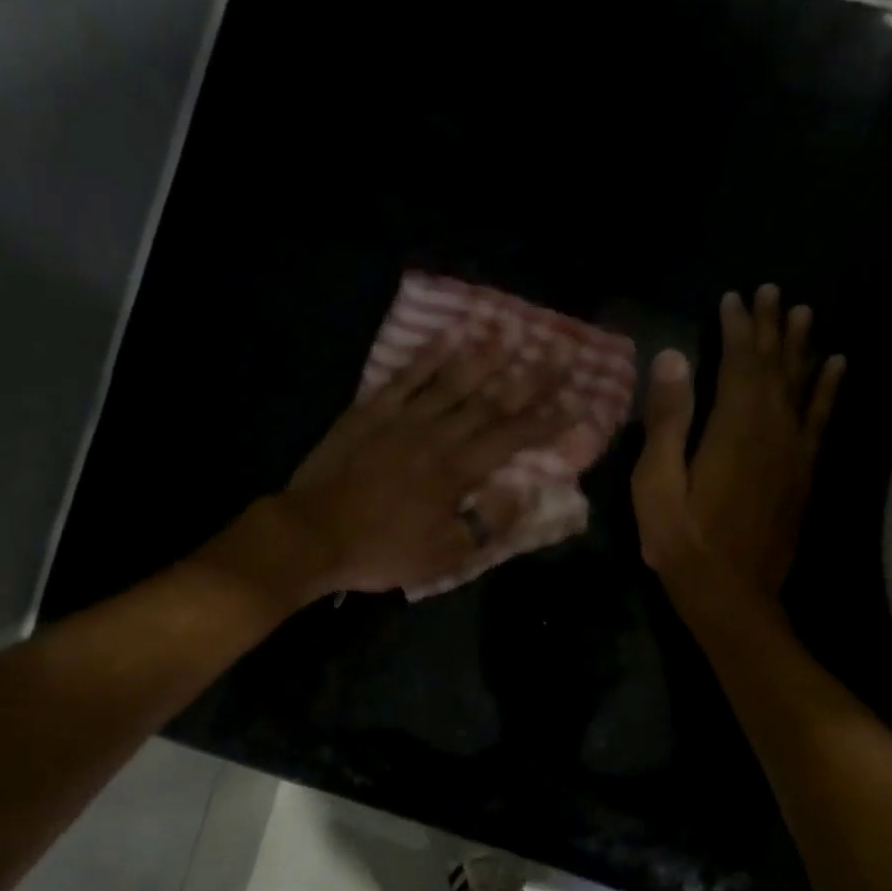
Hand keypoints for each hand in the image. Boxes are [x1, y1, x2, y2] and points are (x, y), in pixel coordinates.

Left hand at [265, 326, 572, 597]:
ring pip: (451, 380)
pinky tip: (448, 337)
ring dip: (484, 356)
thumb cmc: (381, 552)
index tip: (578, 401)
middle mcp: (437, 435)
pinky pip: (405, 376)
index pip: (513, 439)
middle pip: (490, 401)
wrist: (313, 535)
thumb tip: (525, 493)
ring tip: (511, 333)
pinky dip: (428, 355)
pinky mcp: (369, 411)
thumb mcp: (443, 557)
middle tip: (560, 351)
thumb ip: (487, 525)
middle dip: (530, 377)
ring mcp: (401, 419)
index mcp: (457, 472)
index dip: (548, 421)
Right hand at [632, 285, 844, 603]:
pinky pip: (821, 419)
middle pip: (774, 366)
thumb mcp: (657, 484)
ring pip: (801, 385)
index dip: (736, 327)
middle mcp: (771, 428)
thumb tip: (673, 358)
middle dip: (771, 327)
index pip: (738, 361)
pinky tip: (836, 366)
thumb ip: (667, 421)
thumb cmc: (682, 542)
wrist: (732, 594)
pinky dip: (828, 389)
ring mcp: (793, 451)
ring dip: (801, 348)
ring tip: (805, 313)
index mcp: (732, 427)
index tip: (733, 298)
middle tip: (772, 291)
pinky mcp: (803, 473)